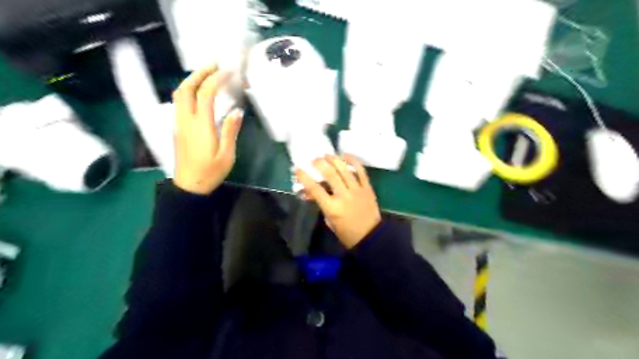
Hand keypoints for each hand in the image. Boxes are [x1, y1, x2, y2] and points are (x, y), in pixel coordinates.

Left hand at [172, 65, 241, 193]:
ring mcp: (179, 123)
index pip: (205, 95)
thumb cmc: (211, 172)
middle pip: (185, 89)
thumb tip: (237, 111)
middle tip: (214, 65)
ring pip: (179, 94)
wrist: (189, 186)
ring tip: (206, 74)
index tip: (228, 72)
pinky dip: (188, 90)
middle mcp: (186, 120)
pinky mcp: (178, 127)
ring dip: (191, 80)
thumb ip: (230, 131)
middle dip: (198, 73)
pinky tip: (198, 91)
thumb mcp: (227, 155)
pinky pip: (179, 102)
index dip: (215, 80)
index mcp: (201, 126)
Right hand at [294, 154, 377, 249]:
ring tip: (327, 155)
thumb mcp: (329, 221)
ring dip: (334, 160)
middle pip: (330, 175)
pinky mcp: (367, 188)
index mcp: (332, 208)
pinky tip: (345, 155)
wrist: (371, 237)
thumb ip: (320, 204)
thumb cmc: (346, 233)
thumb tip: (308, 192)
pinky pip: (361, 171)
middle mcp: (344, 196)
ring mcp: (357, 190)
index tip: (297, 169)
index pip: (315, 189)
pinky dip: (353, 161)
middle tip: (314, 160)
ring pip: (345, 170)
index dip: (304, 178)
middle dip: (320, 164)